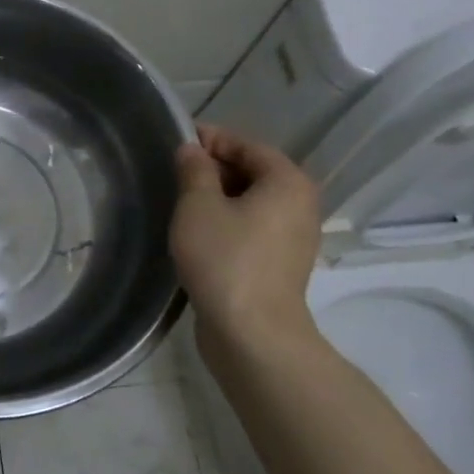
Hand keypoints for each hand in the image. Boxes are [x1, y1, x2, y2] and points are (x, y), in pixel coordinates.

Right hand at [171, 124, 323, 358]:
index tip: (177, 142)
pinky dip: (227, 223)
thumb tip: (191, 150)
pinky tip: (198, 234)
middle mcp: (299, 204)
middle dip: (214, 169)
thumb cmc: (225, 259)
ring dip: (218, 199)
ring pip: (251, 203)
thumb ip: (194, 171)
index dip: (211, 140)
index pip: (247, 145)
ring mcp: (293, 238)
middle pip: (253, 173)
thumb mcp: (198, 206)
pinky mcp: (280, 265)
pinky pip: (252, 229)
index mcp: (287, 181)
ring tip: (181, 203)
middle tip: (174, 174)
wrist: (252, 333)